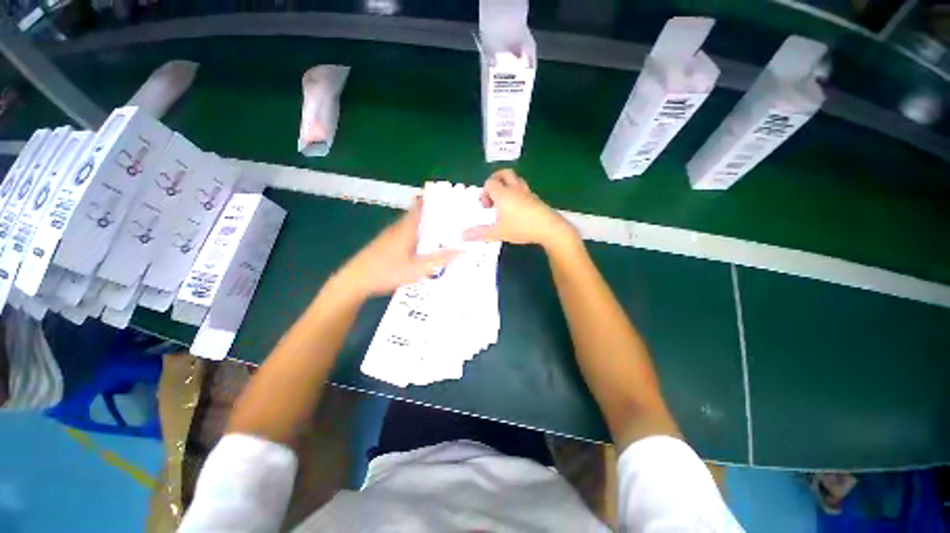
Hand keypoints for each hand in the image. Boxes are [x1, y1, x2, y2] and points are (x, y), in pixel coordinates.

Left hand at [337, 199, 456, 297]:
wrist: (355, 280)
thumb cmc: (387, 272)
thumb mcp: (417, 268)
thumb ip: (440, 259)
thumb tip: (463, 250)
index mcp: (407, 228)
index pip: (419, 206)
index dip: (432, 199)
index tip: (447, 198)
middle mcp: (398, 228)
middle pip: (417, 215)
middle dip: (434, 215)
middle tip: (452, 220)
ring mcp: (390, 235)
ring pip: (411, 225)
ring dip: (425, 226)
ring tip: (442, 233)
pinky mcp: (385, 244)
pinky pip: (406, 234)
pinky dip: (417, 236)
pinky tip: (423, 248)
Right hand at [464, 169, 577, 249]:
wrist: (549, 228)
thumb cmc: (521, 228)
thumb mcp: (498, 232)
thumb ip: (480, 233)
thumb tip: (462, 235)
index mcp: (503, 194)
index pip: (490, 183)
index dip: (484, 192)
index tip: (485, 207)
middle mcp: (515, 189)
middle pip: (504, 174)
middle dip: (496, 181)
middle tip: (493, 196)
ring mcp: (527, 192)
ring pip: (516, 180)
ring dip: (507, 186)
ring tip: (504, 202)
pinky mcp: (536, 198)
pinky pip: (524, 189)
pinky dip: (517, 193)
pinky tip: (517, 209)